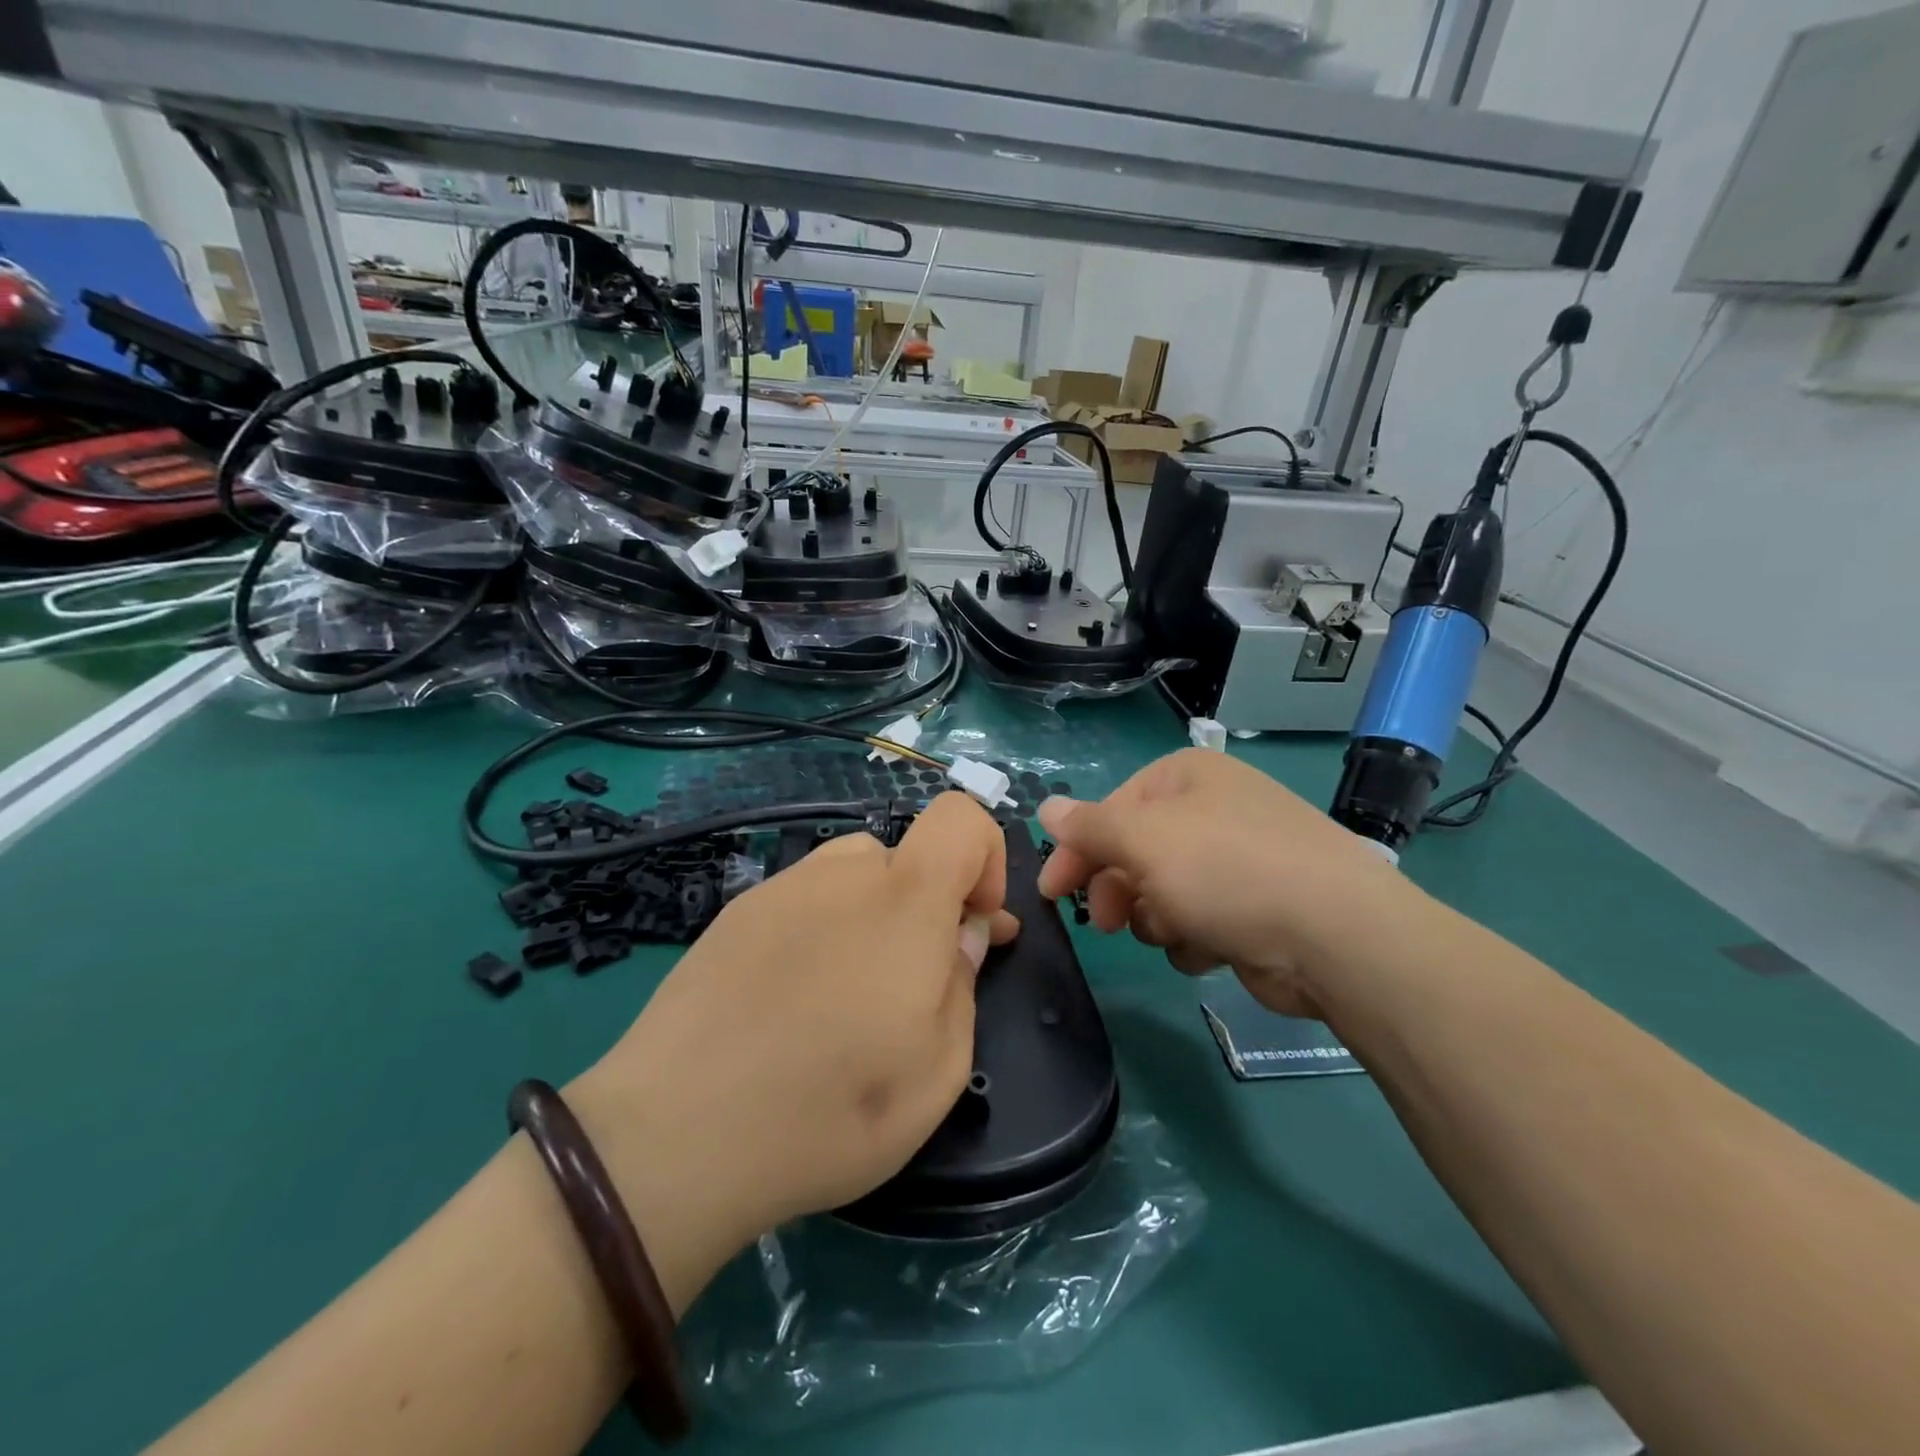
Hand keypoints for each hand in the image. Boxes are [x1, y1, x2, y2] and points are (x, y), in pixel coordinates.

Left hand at [565, 792, 1018, 1308]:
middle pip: (906, 856)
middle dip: (927, 906)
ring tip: (848, 993)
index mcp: (903, 900)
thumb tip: (962, 935)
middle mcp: (841, 874)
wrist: (674, 1137)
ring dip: (873, 915)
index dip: (986, 857)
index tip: (975, 926)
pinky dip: (821, 928)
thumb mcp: (937, 1071)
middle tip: (913, 982)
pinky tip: (791, 998)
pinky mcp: (734, 914)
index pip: (961, 817)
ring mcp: (780, 888)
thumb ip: (963, 984)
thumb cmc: (830, 1110)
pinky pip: (802, 899)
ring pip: (851, 875)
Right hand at [1037, 749, 1411, 1017]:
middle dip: (1118, 890)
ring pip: (1162, 892)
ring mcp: (1239, 858)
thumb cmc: (1226, 870)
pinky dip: (1195, 937)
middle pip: (1135, 852)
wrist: (1336, 936)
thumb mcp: (1142, 840)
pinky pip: (1199, 920)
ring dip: (1157, 917)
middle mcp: (1212, 809)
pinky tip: (1212, 947)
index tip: (1052, 892)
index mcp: (1186, 777)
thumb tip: (1044, 807)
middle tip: (1108, 923)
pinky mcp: (1257, 907)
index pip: (1110, 809)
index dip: (1077, 850)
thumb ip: (1087, 826)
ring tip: (1176, 930)